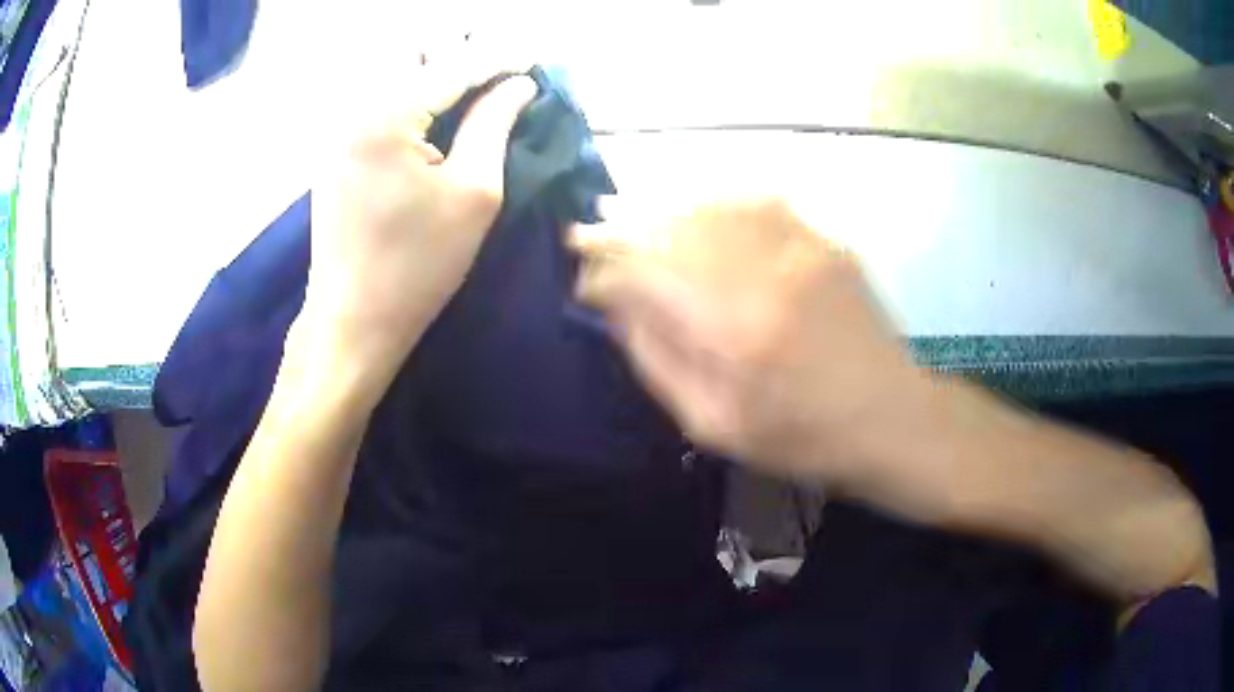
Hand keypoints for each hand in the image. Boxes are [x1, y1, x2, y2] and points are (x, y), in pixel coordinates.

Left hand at [303, 72, 536, 390]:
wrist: (351, 320)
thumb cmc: (417, 265)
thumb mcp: (474, 193)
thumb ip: (494, 125)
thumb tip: (518, 86)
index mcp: (387, 116)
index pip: (454, 66)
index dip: (499, 60)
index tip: (533, 63)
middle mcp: (356, 110)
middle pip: (416, 56)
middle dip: (463, 57)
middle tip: (501, 77)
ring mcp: (340, 131)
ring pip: (395, 76)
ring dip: (438, 76)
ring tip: (477, 94)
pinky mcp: (337, 153)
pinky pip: (380, 104)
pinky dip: (415, 100)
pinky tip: (439, 119)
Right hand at [572, 199, 927, 485]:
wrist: (889, 417)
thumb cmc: (800, 437)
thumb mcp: (713, 424)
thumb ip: (658, 360)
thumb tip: (617, 306)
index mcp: (732, 331)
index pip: (644, 275)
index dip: (603, 271)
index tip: (582, 278)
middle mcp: (764, 272)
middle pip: (671, 227)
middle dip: (620, 227)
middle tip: (589, 231)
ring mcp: (800, 248)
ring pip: (710, 205)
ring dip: (662, 207)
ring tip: (630, 213)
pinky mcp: (824, 241)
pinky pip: (756, 202)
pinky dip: (713, 201)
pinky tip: (695, 210)